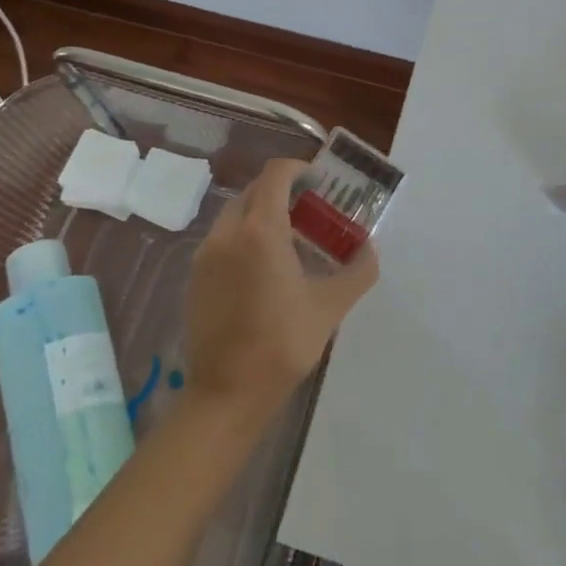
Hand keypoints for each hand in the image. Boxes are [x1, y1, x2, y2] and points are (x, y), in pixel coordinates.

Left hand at [184, 157, 378, 423]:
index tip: (321, 183)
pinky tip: (265, 270)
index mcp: (260, 230)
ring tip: (291, 242)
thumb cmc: (281, 345)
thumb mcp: (330, 307)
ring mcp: (206, 254)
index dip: (300, 169)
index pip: (276, 174)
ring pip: (237, 214)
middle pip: (255, 190)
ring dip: (263, 214)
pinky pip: (223, 238)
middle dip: (284, 192)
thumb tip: (369, 248)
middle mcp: (227, 232)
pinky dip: (245, 236)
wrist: (225, 396)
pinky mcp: (196, 276)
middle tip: (312, 213)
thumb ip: (358, 270)